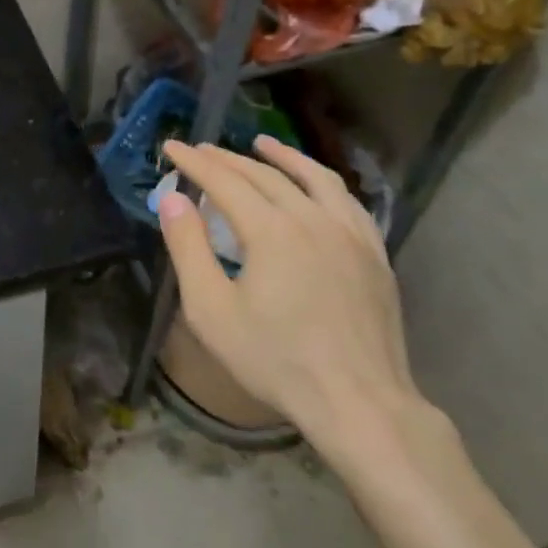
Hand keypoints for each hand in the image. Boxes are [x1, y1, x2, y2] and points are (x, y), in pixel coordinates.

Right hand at [155, 136, 418, 454]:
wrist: (359, 402)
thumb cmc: (275, 359)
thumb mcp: (211, 310)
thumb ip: (188, 248)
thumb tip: (173, 199)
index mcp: (272, 230)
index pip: (225, 181)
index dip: (195, 162)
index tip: (173, 147)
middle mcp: (313, 219)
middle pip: (266, 175)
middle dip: (229, 158)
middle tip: (203, 149)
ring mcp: (351, 235)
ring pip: (315, 179)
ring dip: (284, 157)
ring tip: (263, 144)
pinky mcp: (374, 255)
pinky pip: (347, 202)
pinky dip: (323, 183)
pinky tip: (317, 187)